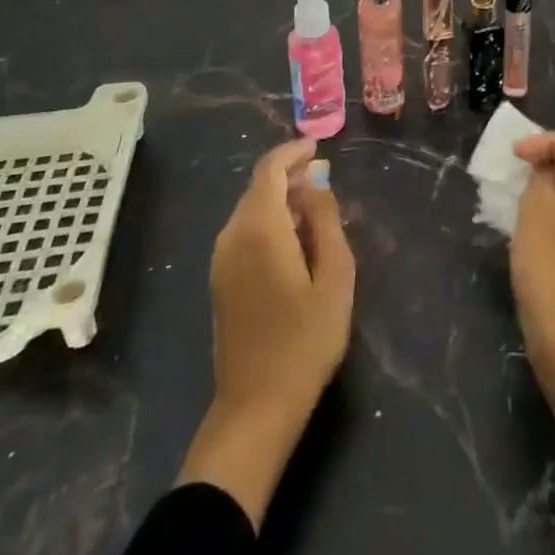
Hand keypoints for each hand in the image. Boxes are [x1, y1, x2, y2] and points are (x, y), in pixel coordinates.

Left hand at [210, 139, 354, 412]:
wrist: (256, 407)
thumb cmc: (305, 341)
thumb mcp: (335, 278)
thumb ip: (326, 221)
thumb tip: (316, 184)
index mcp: (259, 228)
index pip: (270, 170)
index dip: (293, 152)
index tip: (317, 147)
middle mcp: (232, 236)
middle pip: (258, 188)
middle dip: (289, 175)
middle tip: (323, 178)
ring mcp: (220, 260)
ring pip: (250, 210)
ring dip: (278, 199)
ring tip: (313, 208)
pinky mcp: (219, 281)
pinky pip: (243, 233)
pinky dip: (267, 221)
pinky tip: (292, 240)